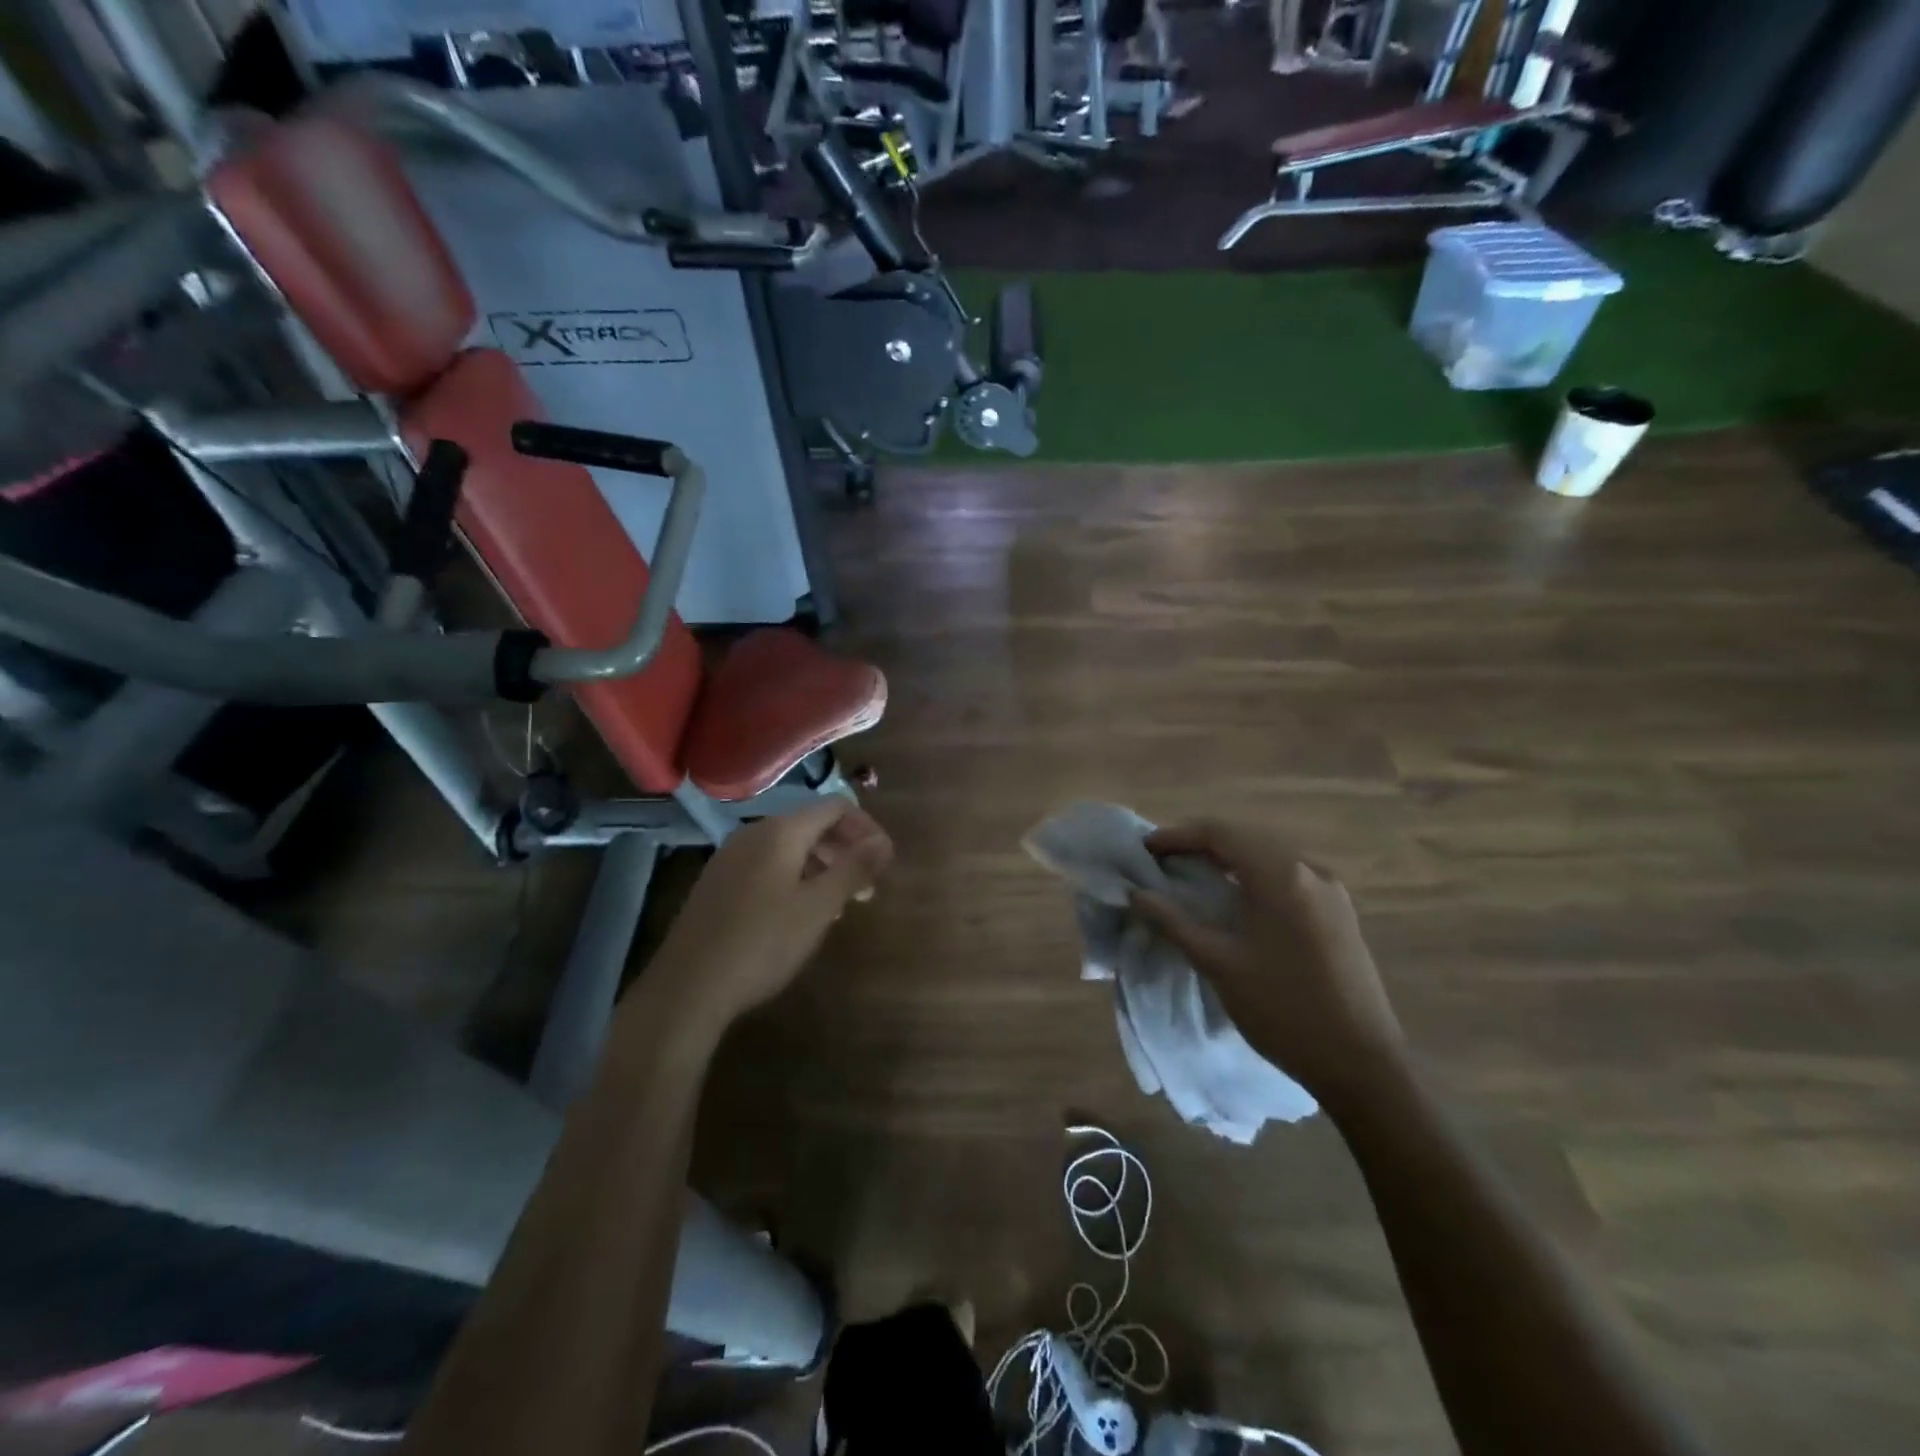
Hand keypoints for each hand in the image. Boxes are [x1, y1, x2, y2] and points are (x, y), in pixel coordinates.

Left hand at [647, 799, 892, 1031]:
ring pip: (790, 848)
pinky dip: (795, 878)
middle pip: (812, 825)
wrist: (688, 988)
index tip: (885, 861)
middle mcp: (754, 833)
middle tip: (868, 887)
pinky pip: (768, 866)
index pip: (835, 807)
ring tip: (839, 904)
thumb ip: (854, 869)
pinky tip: (800, 914)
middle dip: (846, 849)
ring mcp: (731, 857)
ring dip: (822, 867)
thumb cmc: (762, 943)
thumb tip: (883, 841)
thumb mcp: (818, 908)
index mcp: (780, 832)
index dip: (867, 828)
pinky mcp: (718, 883)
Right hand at [1130, 820, 1403, 1106]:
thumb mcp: (1219, 964)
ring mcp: (1331, 890)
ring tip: (1192, 878)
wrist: (1362, 1064)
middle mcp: (1309, 869)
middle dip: (1201, 845)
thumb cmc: (1283, 1009)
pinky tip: (1236, 900)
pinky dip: (1254, 877)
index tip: (1145, 850)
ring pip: (1268, 856)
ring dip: (1228, 860)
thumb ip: (1174, 922)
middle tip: (1163, 863)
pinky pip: (1288, 877)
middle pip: (1245, 839)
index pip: (1220, 833)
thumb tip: (1136, 894)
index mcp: (1281, 875)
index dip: (1178, 836)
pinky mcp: (1340, 912)